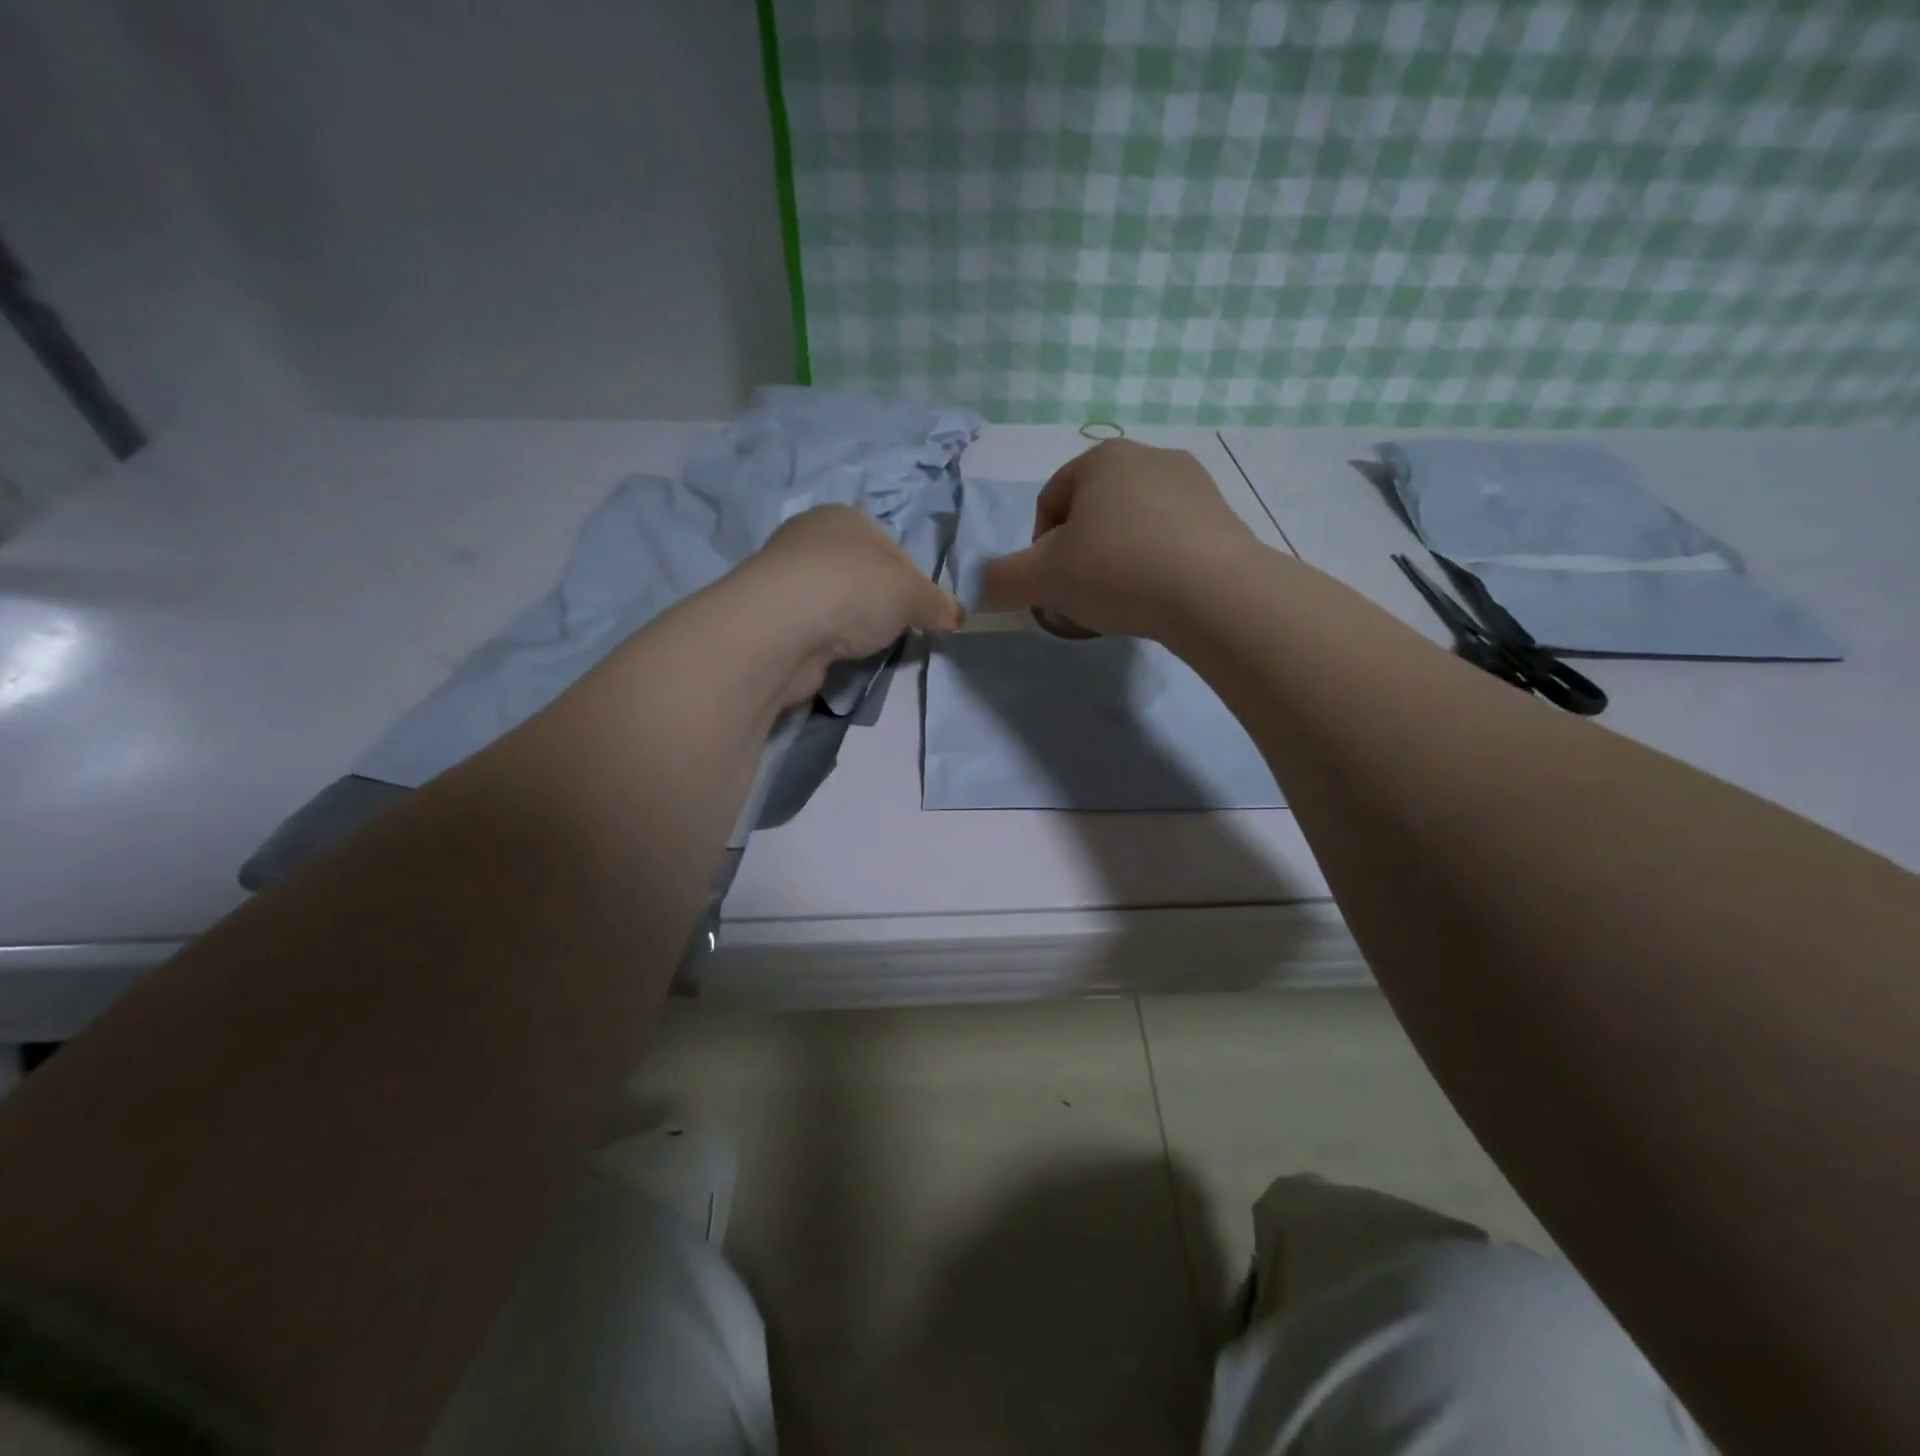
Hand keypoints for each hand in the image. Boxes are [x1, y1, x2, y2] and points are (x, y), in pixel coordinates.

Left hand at [737, 504, 962, 701]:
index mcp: (844, 516)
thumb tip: (957, 615)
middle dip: (880, 604)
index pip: (891, 548)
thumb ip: (937, 603)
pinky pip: (813, 628)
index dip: (912, 582)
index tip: (919, 611)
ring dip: (850, 624)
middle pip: (862, 575)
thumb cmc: (854, 589)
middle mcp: (810, 538)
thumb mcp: (913, 593)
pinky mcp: (771, 616)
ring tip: (860, 645)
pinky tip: (832, 654)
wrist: (782, 627)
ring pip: (835, 602)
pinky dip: (825, 642)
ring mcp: (785, 577)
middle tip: (892, 630)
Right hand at [978, 440, 1263, 639]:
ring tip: (1124, 600)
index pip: (1049, 503)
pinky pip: (1170, 538)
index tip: (1053, 585)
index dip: (1039, 550)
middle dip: (1080, 555)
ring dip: (1117, 560)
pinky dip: (1156, 564)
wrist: (1214, 593)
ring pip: (1132, 526)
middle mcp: (1148, 456)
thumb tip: (983, 588)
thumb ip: (1002, 580)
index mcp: (1100, 458)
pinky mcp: (1223, 514)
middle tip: (1084, 596)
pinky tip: (1159, 595)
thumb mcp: (1042, 579)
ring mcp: (1193, 482)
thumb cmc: (1117, 571)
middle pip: (1091, 513)